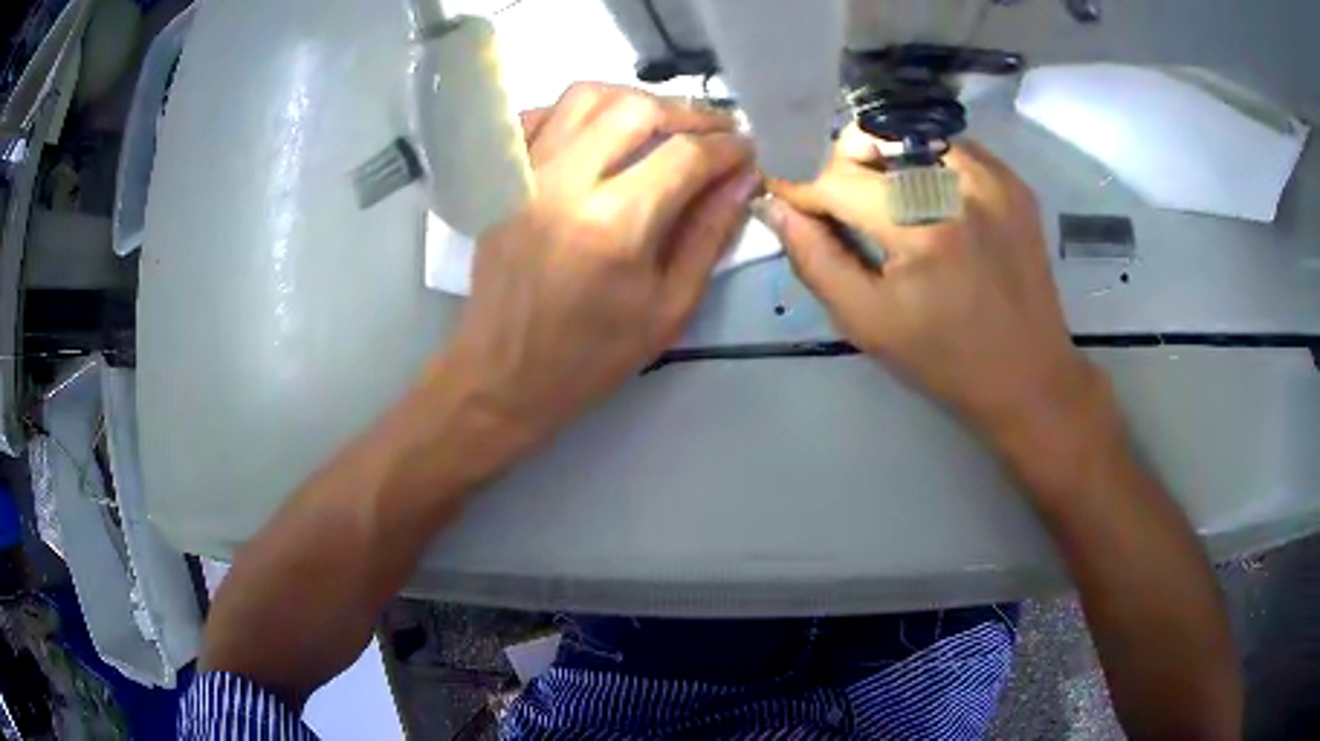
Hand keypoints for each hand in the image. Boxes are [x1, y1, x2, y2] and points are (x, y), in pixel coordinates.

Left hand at [443, 83, 758, 449]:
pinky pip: (541, 115)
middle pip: (635, 108)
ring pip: (585, 96)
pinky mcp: (502, 178)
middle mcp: (565, 182)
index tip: (748, 150)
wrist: (506, 373)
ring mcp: (525, 173)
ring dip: (634, 101)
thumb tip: (743, 179)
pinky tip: (601, 132)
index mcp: (614, 224)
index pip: (685, 155)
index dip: (727, 146)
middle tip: (713, 133)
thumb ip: (710, 234)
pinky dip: (578, 111)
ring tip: (662, 125)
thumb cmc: (593, 355)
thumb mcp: (670, 307)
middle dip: (687, 114)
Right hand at [765, 133, 1101, 441]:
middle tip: (845, 209)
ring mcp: (994, 177)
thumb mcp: (868, 322)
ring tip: (888, 206)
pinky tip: (930, 204)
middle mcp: (961, 185)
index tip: (788, 200)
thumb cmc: (945, 360)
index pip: (838, 179)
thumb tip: (777, 207)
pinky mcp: (1013, 181)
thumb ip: (815, 259)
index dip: (805, 189)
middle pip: (874, 140)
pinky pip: (951, 148)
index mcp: (922, 227)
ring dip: (886, 162)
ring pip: (912, 135)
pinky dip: (926, 165)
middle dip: (845, 169)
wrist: (1029, 376)